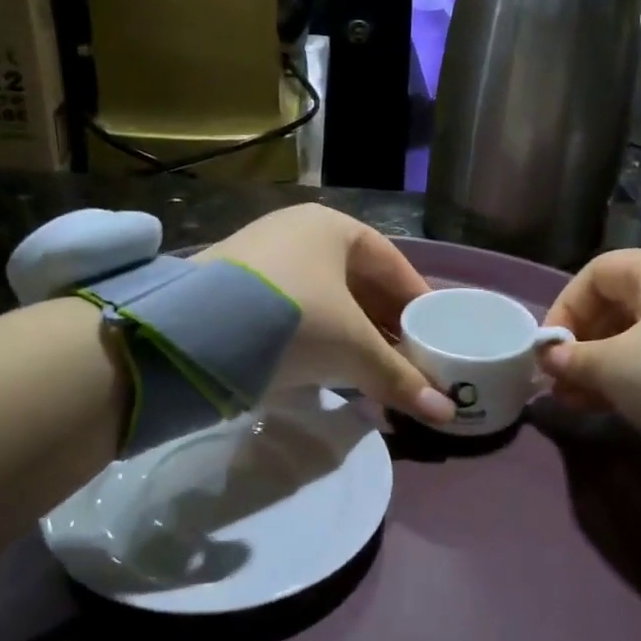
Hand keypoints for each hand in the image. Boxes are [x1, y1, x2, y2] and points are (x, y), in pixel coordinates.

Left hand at [201, 205, 455, 425]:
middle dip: (384, 322)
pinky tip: (328, 368)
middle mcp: (296, 232)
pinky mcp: (233, 290)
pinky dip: (317, 338)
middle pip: (357, 281)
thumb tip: (446, 414)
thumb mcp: (353, 349)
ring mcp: (260, 258)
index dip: (417, 298)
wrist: (194, 333)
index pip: (391, 262)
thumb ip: (400, 378)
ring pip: (324, 298)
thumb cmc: (294, 319)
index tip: (435, 330)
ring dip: (351, 334)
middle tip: (407, 356)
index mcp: (332, 227)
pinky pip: (293, 311)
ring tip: (373, 370)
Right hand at [539, 249, 640, 445]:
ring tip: (586, 403)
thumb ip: (574, 360)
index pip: (592, 275)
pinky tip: (626, 404)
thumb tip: (550, 359)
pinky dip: (640, 373)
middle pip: (616, 305)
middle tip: (563, 386)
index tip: (549, 353)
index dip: (563, 310)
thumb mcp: (616, 368)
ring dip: (607, 365)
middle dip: (583, 347)